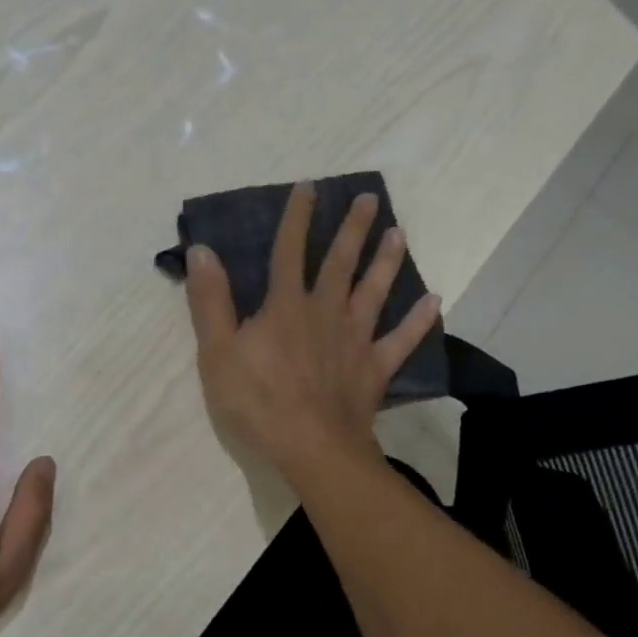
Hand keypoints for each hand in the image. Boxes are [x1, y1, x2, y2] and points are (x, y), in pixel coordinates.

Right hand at [184, 182, 438, 484]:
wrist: (312, 449)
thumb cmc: (257, 401)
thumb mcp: (217, 352)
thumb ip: (210, 301)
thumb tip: (202, 250)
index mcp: (285, 306)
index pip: (288, 251)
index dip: (297, 217)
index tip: (309, 187)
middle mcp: (325, 312)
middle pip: (340, 263)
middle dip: (353, 229)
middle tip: (371, 199)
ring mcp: (355, 339)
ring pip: (374, 292)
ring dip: (387, 261)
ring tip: (399, 235)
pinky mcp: (374, 368)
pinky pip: (401, 340)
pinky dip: (418, 320)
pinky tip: (435, 301)